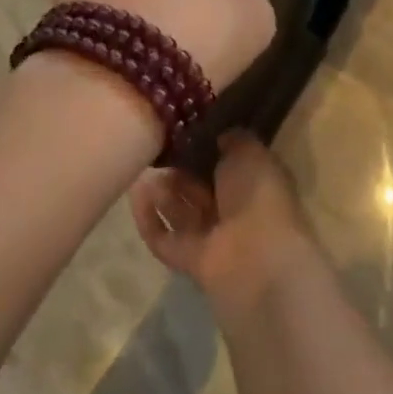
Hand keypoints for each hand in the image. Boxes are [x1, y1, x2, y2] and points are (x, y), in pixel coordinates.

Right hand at [130, 132, 317, 313]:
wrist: (255, 255)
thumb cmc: (257, 194)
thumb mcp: (250, 152)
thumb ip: (233, 140)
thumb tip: (220, 136)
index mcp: (254, 184)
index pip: (226, 165)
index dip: (206, 149)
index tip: (183, 132)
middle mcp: (233, 211)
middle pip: (199, 188)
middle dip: (179, 170)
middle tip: (158, 150)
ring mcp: (210, 238)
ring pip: (180, 212)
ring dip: (162, 192)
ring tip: (144, 169)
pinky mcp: (188, 260)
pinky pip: (163, 238)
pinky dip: (148, 218)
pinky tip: (135, 193)